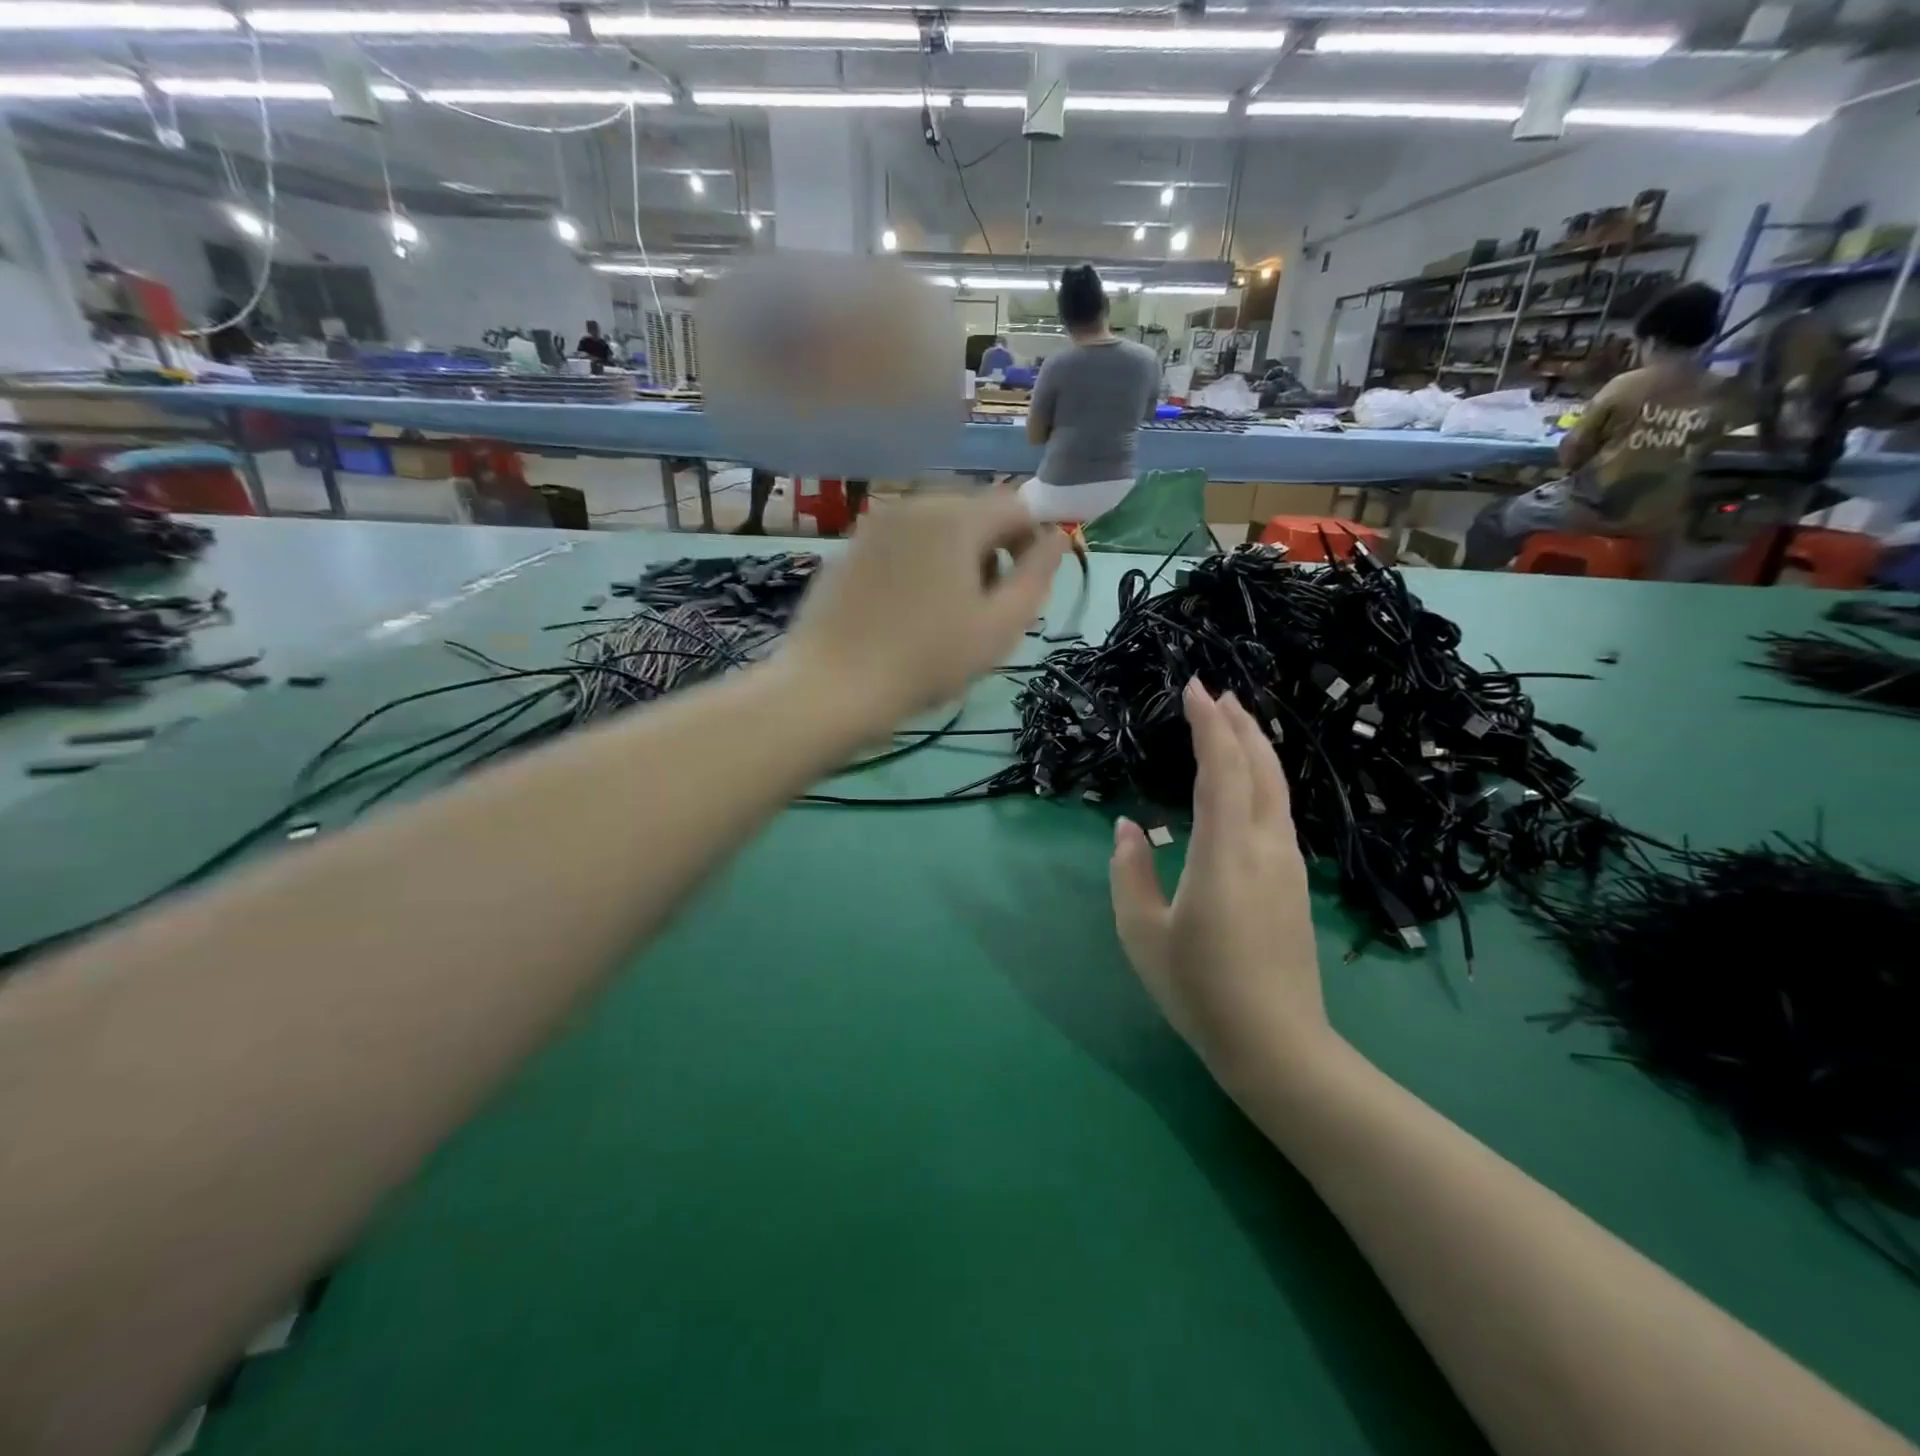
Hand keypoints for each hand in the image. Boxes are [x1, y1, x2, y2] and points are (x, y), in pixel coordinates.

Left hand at [787, 495, 1065, 725]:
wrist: (833, 686)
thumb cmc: (927, 660)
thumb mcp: (1000, 626)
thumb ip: (1038, 574)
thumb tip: (1058, 536)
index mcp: (957, 516)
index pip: (1017, 505)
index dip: (1032, 543)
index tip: (1022, 589)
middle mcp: (915, 504)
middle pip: (975, 512)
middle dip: (991, 551)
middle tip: (982, 609)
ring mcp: (876, 524)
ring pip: (937, 528)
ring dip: (955, 559)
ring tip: (943, 613)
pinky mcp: (850, 547)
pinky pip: (902, 544)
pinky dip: (918, 565)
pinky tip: (904, 612)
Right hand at [1108, 681, 1333, 1084]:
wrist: (1278, 1046)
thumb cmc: (1200, 991)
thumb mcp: (1142, 934)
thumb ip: (1130, 873)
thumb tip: (1130, 829)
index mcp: (1225, 853)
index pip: (1221, 769)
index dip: (1208, 724)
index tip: (1194, 688)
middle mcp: (1265, 846)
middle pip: (1260, 767)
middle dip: (1239, 723)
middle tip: (1216, 693)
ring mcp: (1288, 864)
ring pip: (1276, 787)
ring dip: (1255, 747)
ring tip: (1234, 723)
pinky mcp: (1295, 882)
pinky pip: (1278, 810)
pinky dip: (1263, 778)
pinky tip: (1249, 782)